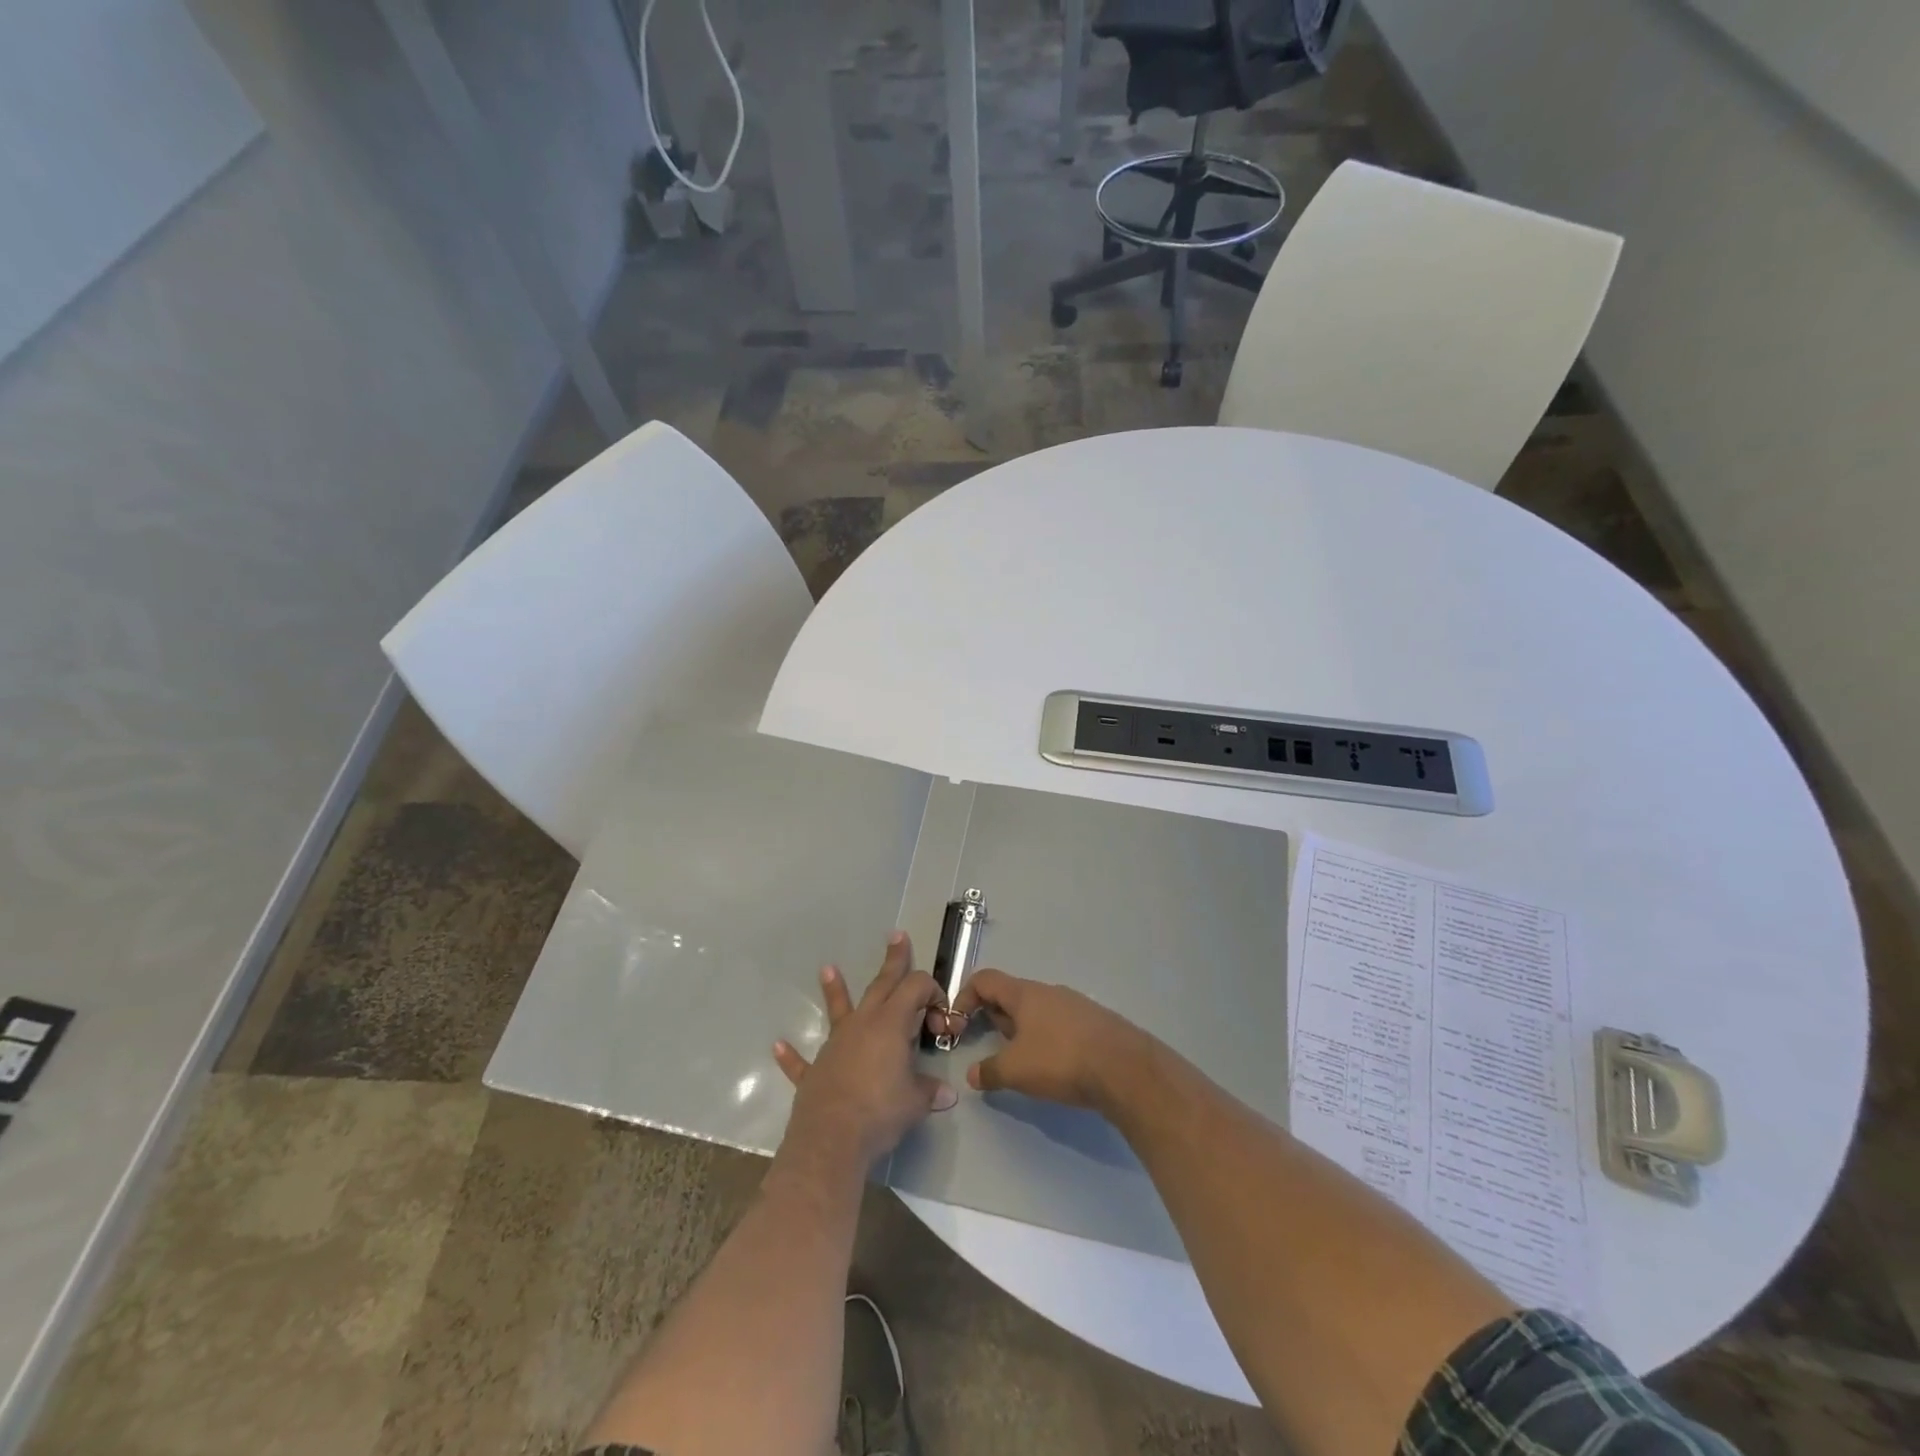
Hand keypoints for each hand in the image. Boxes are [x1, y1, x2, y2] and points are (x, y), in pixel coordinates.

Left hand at [773, 933, 957, 1167]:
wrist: (832, 1138)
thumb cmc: (881, 1111)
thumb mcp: (916, 1102)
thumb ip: (930, 1092)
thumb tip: (947, 1094)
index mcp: (891, 1023)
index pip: (916, 988)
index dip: (933, 994)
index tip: (942, 1019)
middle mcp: (863, 1024)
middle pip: (882, 984)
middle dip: (893, 961)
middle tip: (897, 936)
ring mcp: (836, 1044)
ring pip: (839, 1009)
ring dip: (835, 989)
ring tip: (827, 968)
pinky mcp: (815, 1070)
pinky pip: (802, 1060)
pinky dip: (791, 1054)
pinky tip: (779, 1045)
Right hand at [952, 969, 1154, 1113]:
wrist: (1124, 1068)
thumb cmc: (1061, 1060)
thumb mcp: (1016, 1070)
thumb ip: (990, 1071)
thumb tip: (973, 1074)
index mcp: (1024, 994)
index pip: (985, 979)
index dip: (965, 996)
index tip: (958, 1024)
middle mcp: (1049, 992)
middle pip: (1011, 995)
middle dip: (994, 1017)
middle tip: (988, 1045)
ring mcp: (1075, 1005)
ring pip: (1037, 1011)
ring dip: (1022, 1030)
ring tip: (1021, 1060)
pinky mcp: (1094, 1023)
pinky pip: (1060, 1023)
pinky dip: (1047, 1038)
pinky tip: (1054, 1065)